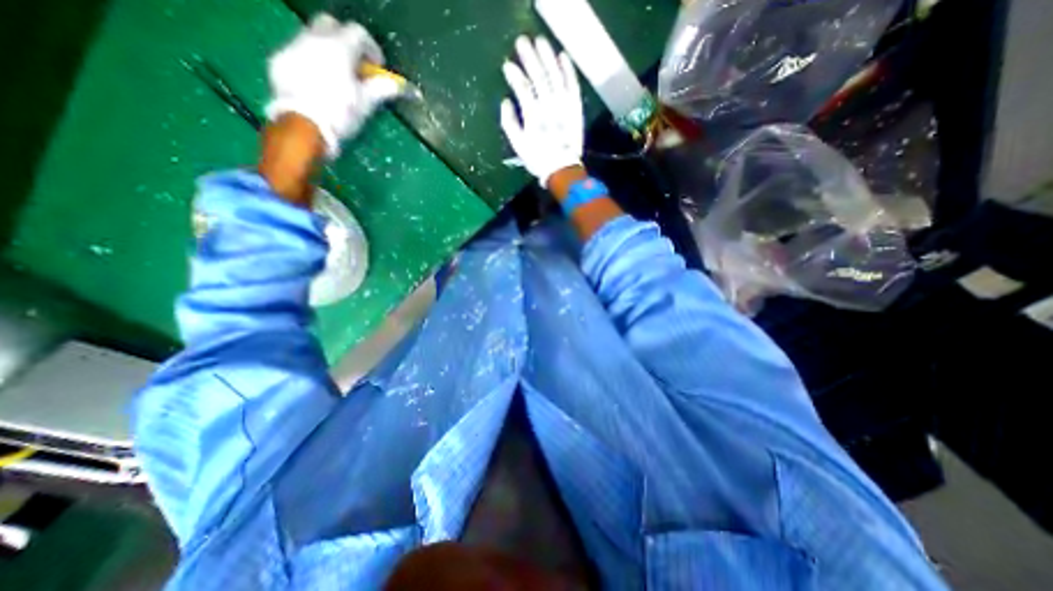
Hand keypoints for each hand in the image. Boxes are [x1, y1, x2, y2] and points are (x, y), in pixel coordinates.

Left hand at [268, 14, 401, 157]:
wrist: (304, 126)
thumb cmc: (341, 114)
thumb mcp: (367, 103)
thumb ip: (384, 89)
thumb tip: (405, 87)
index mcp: (339, 47)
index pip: (359, 33)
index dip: (372, 49)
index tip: (377, 67)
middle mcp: (313, 38)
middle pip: (332, 25)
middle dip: (346, 41)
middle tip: (355, 66)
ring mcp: (293, 47)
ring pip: (313, 36)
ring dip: (328, 50)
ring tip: (336, 77)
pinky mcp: (279, 60)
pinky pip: (298, 52)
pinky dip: (311, 61)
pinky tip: (317, 84)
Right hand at [498, 34, 582, 185]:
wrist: (563, 169)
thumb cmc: (538, 158)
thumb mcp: (518, 144)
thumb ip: (509, 122)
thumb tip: (505, 101)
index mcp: (533, 115)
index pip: (522, 87)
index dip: (514, 74)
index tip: (507, 65)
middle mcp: (549, 105)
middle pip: (538, 76)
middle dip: (529, 57)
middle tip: (521, 41)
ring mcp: (564, 105)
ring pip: (555, 75)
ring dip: (547, 57)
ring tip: (540, 42)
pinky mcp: (575, 107)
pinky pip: (573, 84)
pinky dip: (568, 70)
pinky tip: (563, 57)